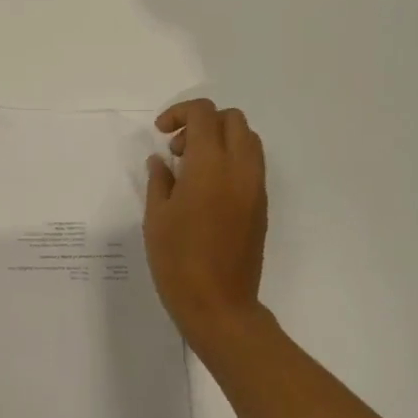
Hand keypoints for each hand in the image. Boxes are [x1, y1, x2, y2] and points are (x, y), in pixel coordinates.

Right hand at [145, 99, 269, 350]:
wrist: (219, 304)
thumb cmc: (178, 260)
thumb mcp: (156, 217)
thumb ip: (160, 180)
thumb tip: (162, 161)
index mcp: (210, 165)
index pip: (204, 114)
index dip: (179, 113)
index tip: (161, 134)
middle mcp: (239, 168)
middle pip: (232, 119)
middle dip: (203, 122)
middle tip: (177, 147)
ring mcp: (255, 187)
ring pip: (247, 140)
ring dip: (220, 139)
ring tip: (191, 167)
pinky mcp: (261, 206)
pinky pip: (251, 165)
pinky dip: (231, 160)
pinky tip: (206, 188)